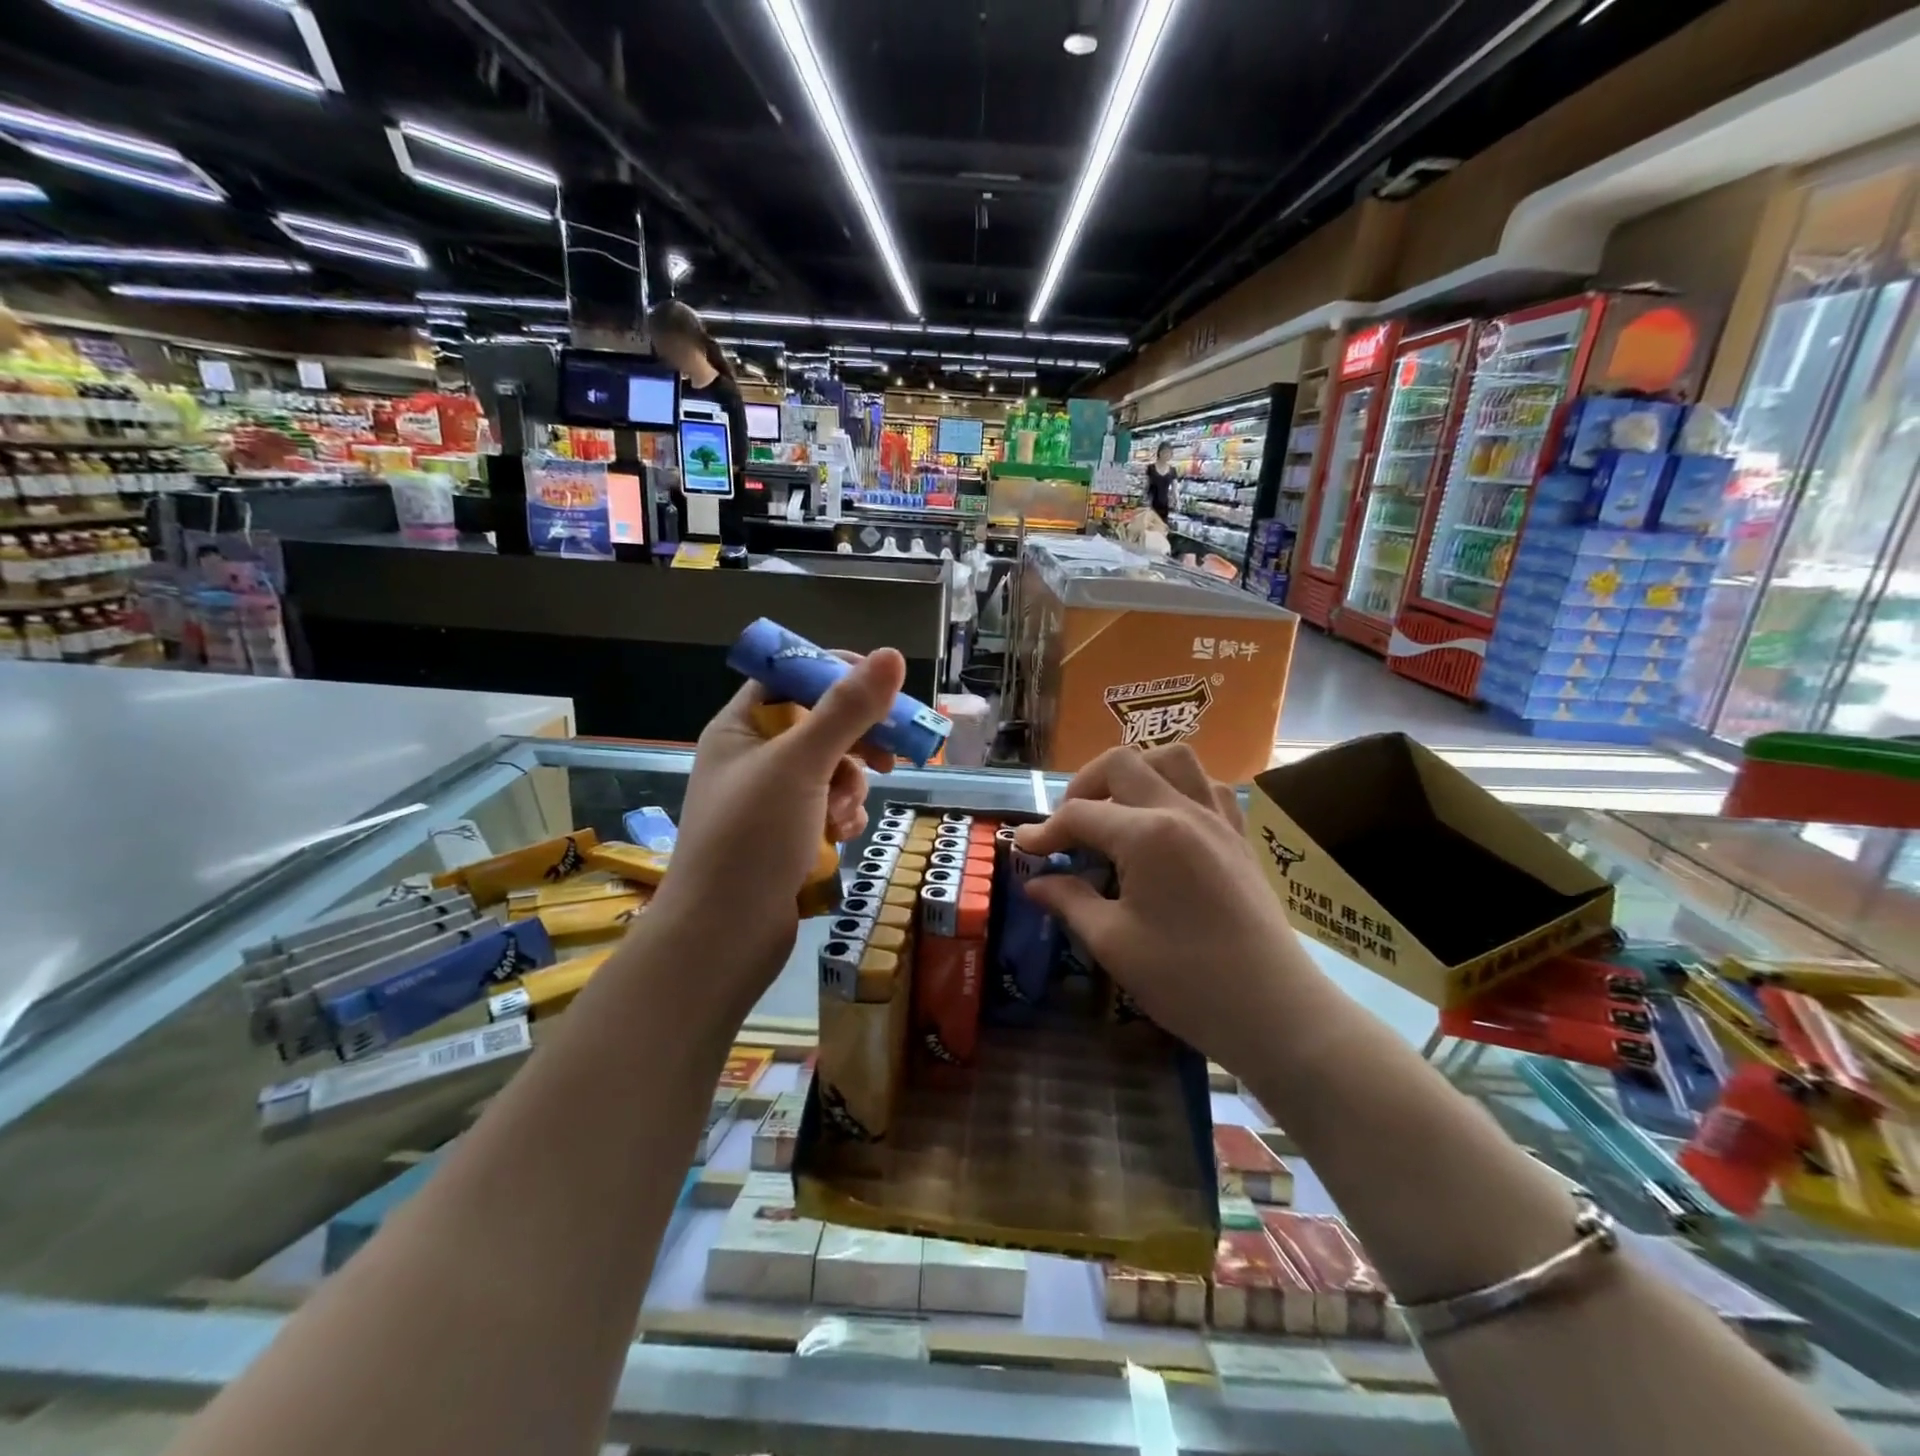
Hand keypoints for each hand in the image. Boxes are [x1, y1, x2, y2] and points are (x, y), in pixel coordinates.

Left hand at [648, 649, 905, 1002]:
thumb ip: (847, 710)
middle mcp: (753, 758)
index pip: (790, 678)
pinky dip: (842, 815)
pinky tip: (842, 835)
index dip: (835, 676)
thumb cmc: (752, 839)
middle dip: (855, 743)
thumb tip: (891, 655)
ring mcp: (770, 800)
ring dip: (850, 787)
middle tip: (890, 755)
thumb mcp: (801, 765)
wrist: (723, 937)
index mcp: (740, 728)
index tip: (880, 688)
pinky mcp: (787, 835)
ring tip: (843, 815)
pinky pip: (829, 806)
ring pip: (831, 769)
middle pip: (819, 724)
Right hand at [1014, 745, 1313, 1072]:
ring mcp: (1217, 819)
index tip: (1023, 850)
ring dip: (1135, 772)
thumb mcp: (1113, 942)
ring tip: (1116, 810)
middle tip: (1068, 827)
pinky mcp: (1238, 836)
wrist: (1273, 1010)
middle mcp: (1182, 810)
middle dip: (1083, 786)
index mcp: (1147, 834)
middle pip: (1121, 764)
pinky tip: (1164, 823)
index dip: (1044, 830)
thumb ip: (1069, 900)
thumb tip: (1035, 882)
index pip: (1080, 814)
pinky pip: (1207, 786)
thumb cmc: (1186, 980)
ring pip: (1172, 759)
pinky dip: (1177, 788)